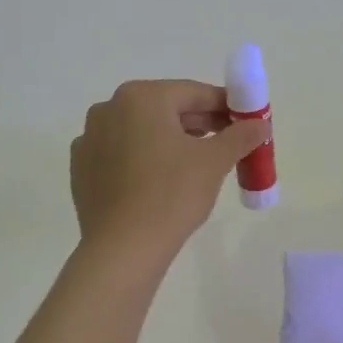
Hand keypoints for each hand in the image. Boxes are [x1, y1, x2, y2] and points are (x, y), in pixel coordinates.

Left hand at [69, 80, 268, 257]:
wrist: (123, 249)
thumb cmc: (172, 195)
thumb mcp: (215, 162)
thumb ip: (240, 136)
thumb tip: (260, 124)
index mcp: (141, 97)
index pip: (194, 93)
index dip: (225, 106)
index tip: (246, 122)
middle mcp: (109, 108)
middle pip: (166, 109)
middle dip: (199, 124)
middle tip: (228, 144)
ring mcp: (90, 139)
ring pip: (142, 131)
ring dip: (171, 141)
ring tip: (197, 165)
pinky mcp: (82, 169)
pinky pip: (121, 154)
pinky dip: (144, 160)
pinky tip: (161, 182)